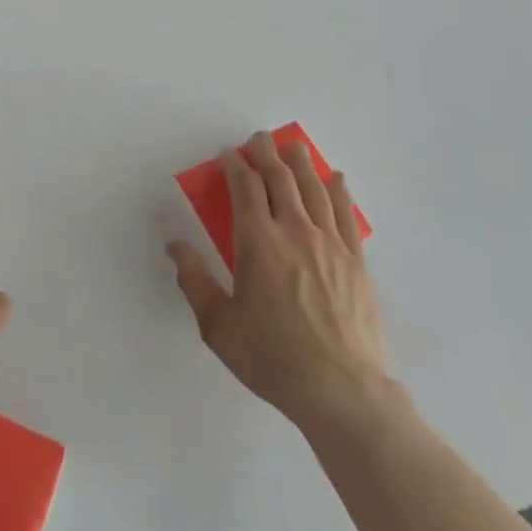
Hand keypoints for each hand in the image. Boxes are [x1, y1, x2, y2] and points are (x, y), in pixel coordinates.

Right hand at [167, 131, 391, 442]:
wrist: (341, 391)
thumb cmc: (272, 357)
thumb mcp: (218, 325)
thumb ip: (194, 280)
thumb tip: (174, 246)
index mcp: (258, 243)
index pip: (245, 189)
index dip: (235, 166)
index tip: (228, 154)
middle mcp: (295, 233)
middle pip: (280, 180)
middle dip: (266, 154)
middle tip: (259, 139)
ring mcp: (331, 246)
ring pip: (314, 190)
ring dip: (301, 164)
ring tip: (294, 147)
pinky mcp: (357, 263)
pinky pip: (346, 215)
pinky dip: (339, 191)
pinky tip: (336, 179)